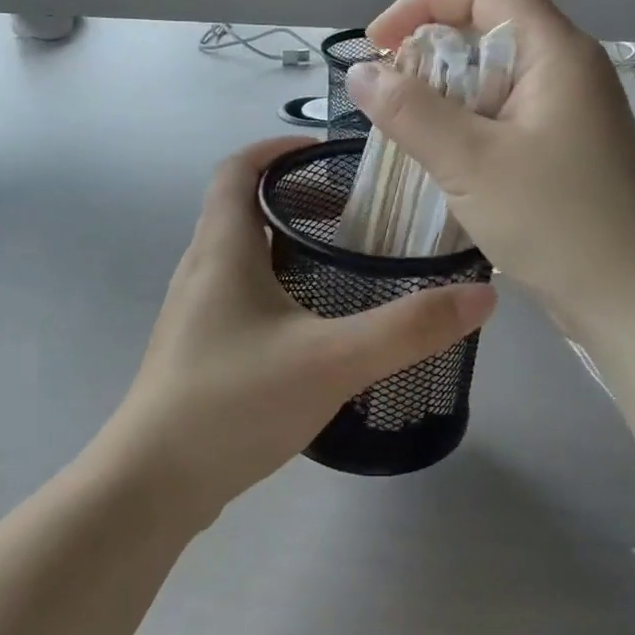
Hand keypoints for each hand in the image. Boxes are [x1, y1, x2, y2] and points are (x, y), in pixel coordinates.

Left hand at [101, 138, 495, 520]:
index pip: (238, 168)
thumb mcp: (332, 360)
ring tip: (342, 263)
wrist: (152, 486)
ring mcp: (194, 314)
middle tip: (354, 212)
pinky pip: (239, 296)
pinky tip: (312, 327)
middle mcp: (200, 270)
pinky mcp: (197, 352)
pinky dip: (276, 287)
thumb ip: (408, 328)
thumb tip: (482, 296)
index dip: (279, 149)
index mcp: (221, 249)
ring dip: (286, 245)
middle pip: (241, 208)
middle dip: (297, 199)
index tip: (330, 153)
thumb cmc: (234, 403)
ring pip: (241, 256)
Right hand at [345, 0, 634, 334]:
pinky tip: (446, 160)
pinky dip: (467, 124)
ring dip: (445, 92)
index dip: (424, 2)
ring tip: (410, 131)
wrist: (633, 301)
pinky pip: (507, 114)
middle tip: (390, 96)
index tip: (378, 45)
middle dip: (430, 50)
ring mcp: (572, 111)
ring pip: (495, 76)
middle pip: (489, 26)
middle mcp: (569, 69)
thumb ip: (410, 111)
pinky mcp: (567, 149)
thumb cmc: (555, 222)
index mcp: (555, 51)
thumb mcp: (470, 162)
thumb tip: (360, 72)